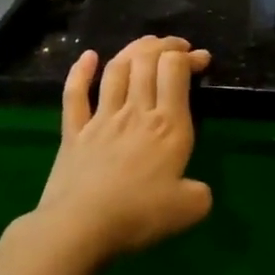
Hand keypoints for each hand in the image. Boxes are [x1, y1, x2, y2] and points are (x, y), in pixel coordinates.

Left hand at [34, 34, 213, 266]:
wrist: (79, 228)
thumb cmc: (138, 215)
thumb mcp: (189, 209)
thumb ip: (201, 194)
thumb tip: (199, 191)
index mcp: (168, 125)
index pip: (175, 70)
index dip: (188, 56)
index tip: (201, 59)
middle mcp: (136, 112)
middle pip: (146, 61)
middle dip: (164, 46)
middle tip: (177, 47)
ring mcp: (101, 118)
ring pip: (116, 70)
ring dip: (133, 50)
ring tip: (146, 46)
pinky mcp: (73, 132)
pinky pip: (75, 94)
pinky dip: (81, 71)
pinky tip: (88, 56)